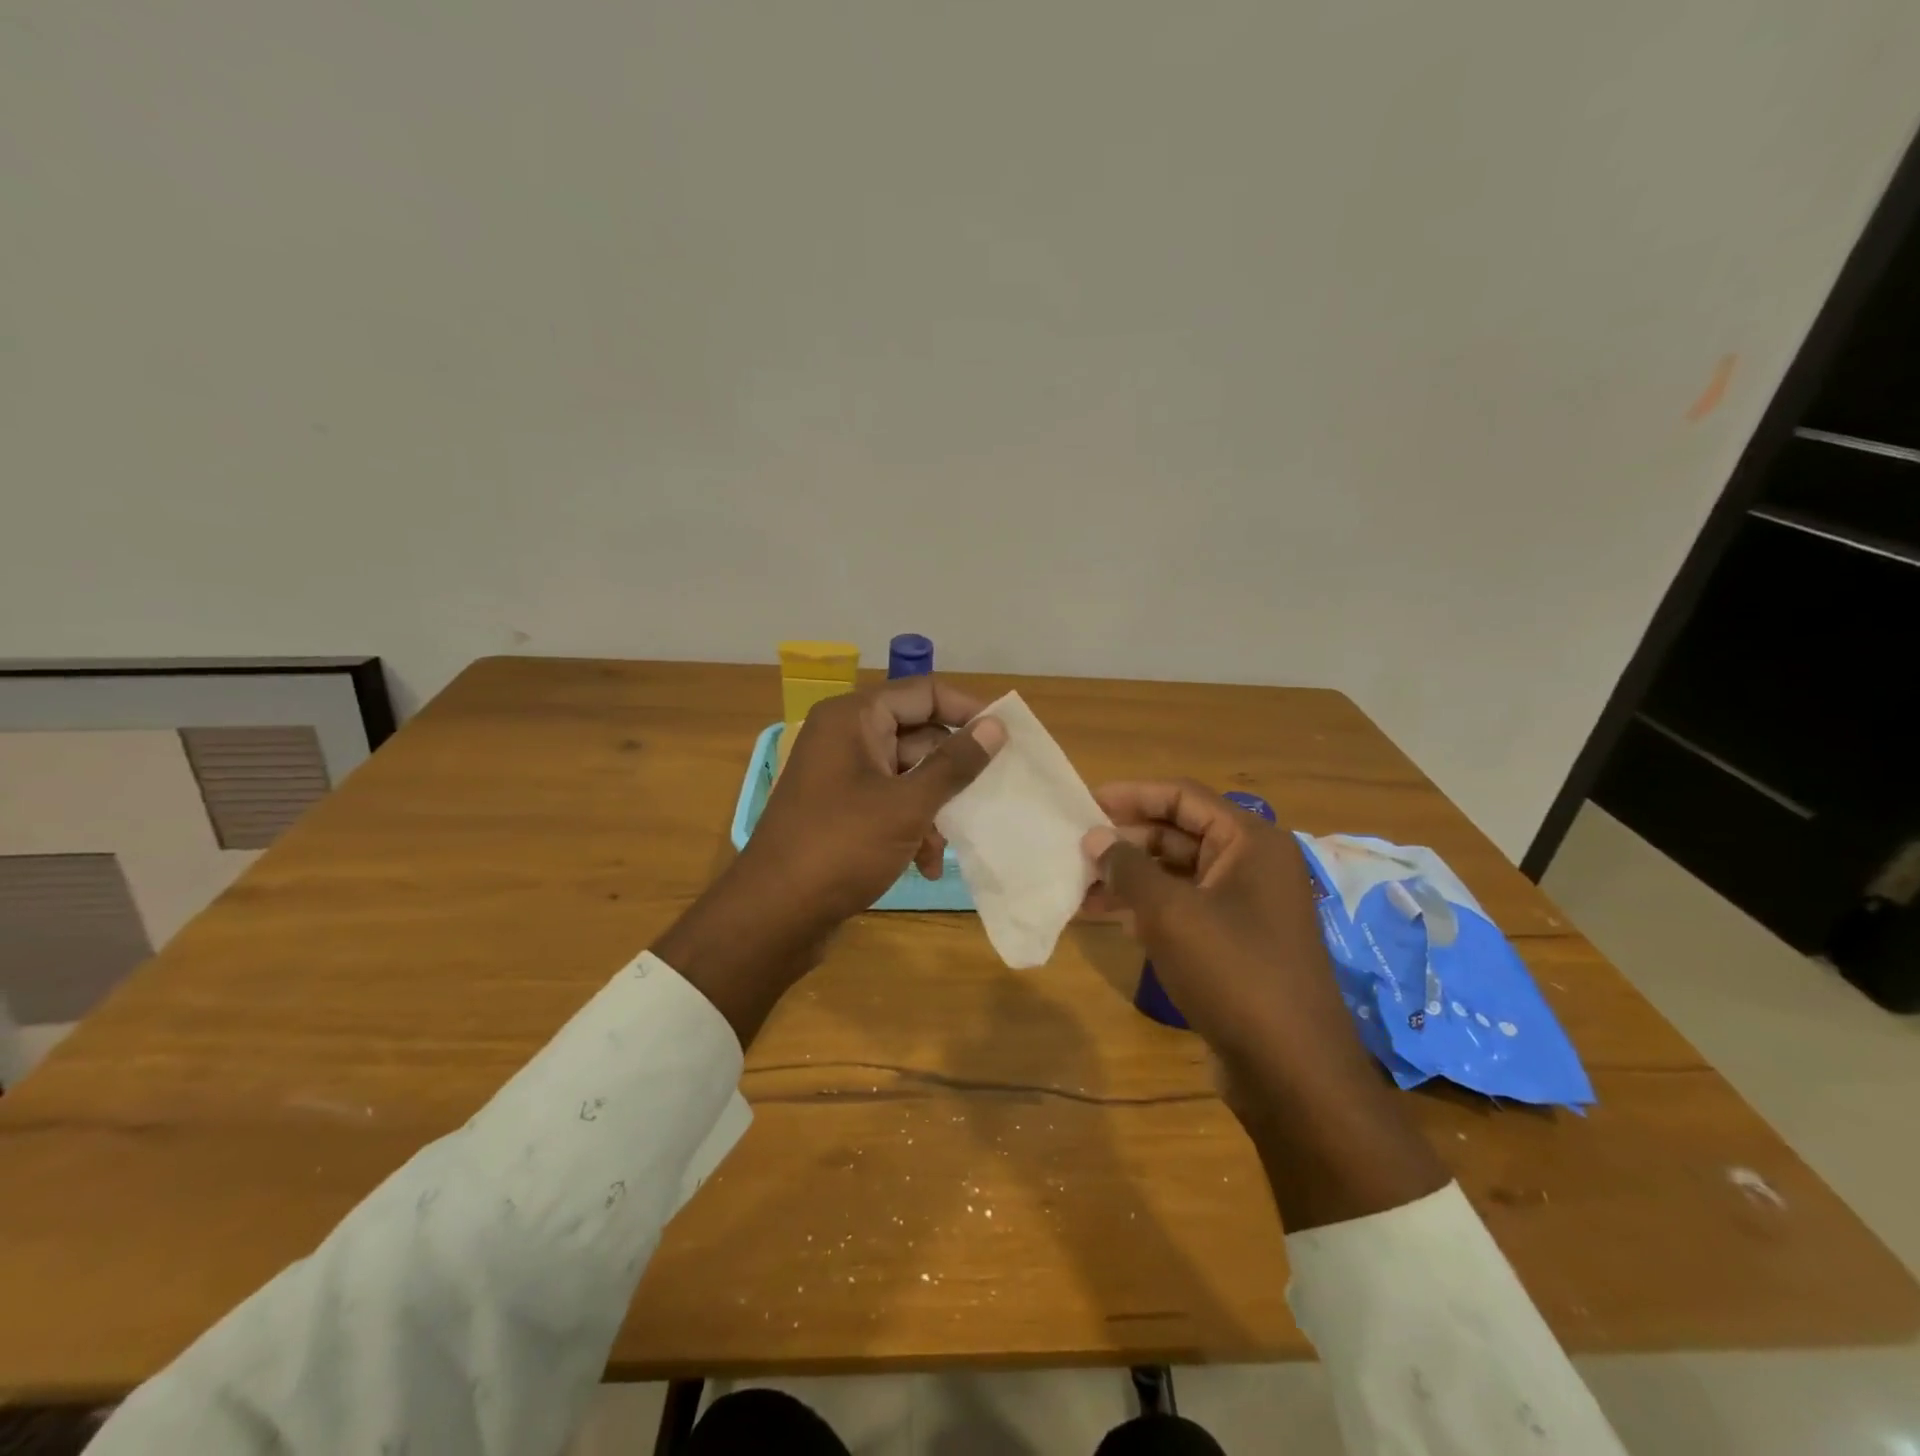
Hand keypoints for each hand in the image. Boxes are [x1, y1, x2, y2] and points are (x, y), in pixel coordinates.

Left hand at [748, 675, 1006, 921]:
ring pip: (908, 773)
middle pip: (918, 733)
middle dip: (951, 770)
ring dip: (934, 807)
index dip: (968, 709)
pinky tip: (925, 864)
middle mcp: (846, 737)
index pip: (924, 692)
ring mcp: (841, 774)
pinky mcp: (841, 810)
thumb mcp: (907, 805)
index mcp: (854, 718)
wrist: (774, 915)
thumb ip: (955, 764)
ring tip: (947, 844)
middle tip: (989, 792)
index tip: (1007, 735)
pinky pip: (890, 802)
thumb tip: (996, 726)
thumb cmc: (841, 847)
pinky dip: (912, 827)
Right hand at [1084, 780, 1447, 1229]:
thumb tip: (1095, 836)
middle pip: (1178, 833)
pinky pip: (1181, 909)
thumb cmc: (1233, 972)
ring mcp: (1243, 907)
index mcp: (1250, 842)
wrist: (1291, 1071)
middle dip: (1125, 840)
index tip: (1084, 803)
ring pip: (1175, 875)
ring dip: (1128, 877)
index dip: (1132, 794)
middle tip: (1074, 849)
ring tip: (1077, 885)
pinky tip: (1104, 917)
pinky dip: (1144, 909)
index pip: (1183, 797)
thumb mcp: (1170, 913)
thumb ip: (1127, 867)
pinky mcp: (1232, 944)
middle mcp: (1251, 866)